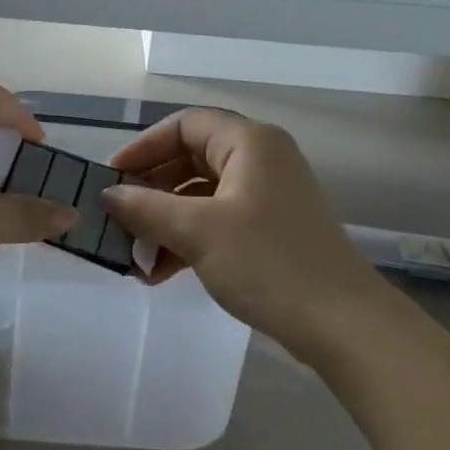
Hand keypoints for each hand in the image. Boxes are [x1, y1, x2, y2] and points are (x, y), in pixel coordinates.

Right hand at [101, 108, 382, 354]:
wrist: (341, 324)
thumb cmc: (267, 263)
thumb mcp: (197, 232)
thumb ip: (146, 208)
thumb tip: (107, 195)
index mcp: (249, 143)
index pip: (184, 125)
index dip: (143, 147)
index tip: (111, 178)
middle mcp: (261, 161)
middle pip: (190, 160)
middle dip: (150, 192)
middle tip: (117, 220)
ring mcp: (267, 197)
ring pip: (200, 196)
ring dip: (164, 223)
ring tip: (135, 258)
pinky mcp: (270, 231)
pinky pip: (216, 222)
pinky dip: (187, 240)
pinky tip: (160, 272)